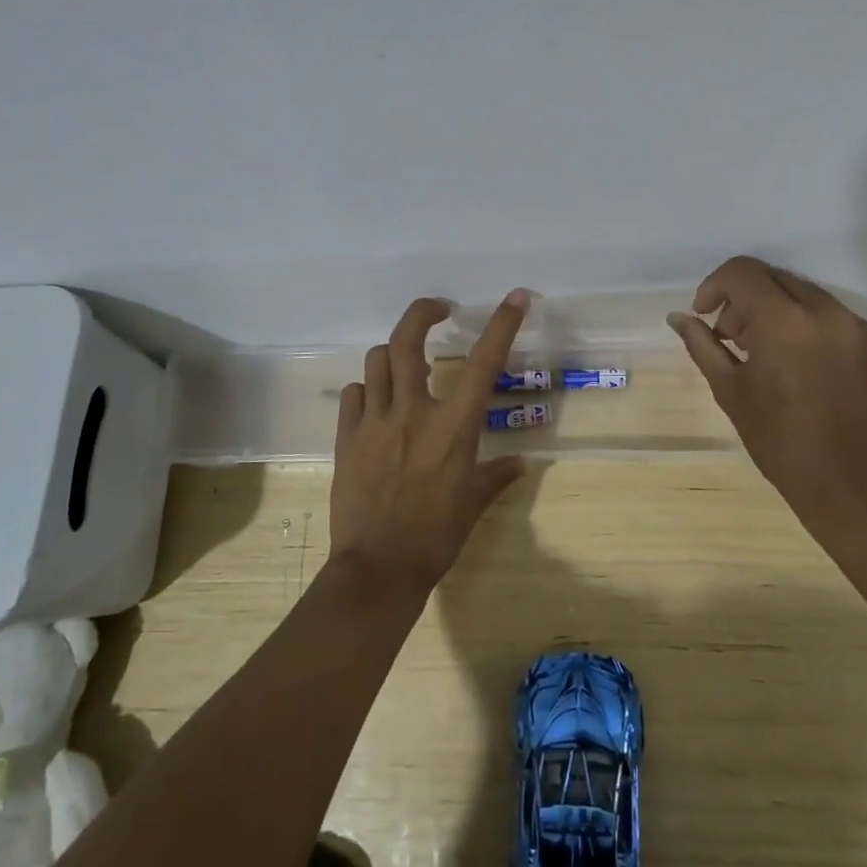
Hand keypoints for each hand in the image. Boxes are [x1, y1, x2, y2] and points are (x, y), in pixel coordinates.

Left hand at [328, 290, 531, 596]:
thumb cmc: (435, 536)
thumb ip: (496, 476)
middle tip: (438, 310)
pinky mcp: (347, 438)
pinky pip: (354, 394)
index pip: (483, 363)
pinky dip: (368, 389)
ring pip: (377, 360)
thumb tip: (520, 463)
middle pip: (408, 340)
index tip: (516, 297)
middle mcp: (413, 412)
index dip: (502, 324)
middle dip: (422, 312)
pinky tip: (376, 403)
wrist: (378, 568)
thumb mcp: (473, 504)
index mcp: (453, 426)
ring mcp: (374, 422)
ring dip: (394, 353)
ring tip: (407, 365)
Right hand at [668, 257, 866, 539]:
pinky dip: (803, 324)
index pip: (743, 272)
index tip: (704, 314)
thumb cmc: (780, 441)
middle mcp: (824, 311)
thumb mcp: (730, 391)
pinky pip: (829, 315)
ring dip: (773, 309)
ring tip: (762, 353)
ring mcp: (854, 326)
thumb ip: (702, 345)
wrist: (853, 484)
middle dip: (743, 298)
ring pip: (803, 293)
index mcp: (785, 320)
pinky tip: (795, 364)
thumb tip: (678, 318)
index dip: (714, 285)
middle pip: (773, 278)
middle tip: (730, 337)